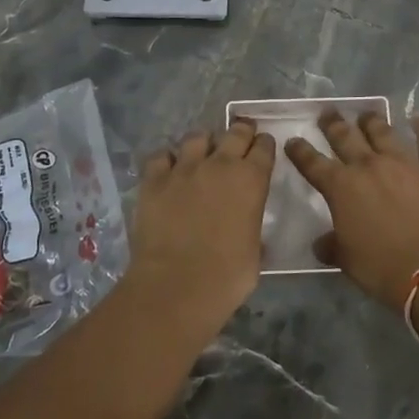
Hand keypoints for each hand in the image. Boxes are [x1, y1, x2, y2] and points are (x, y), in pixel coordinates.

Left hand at [125, 120, 275, 329]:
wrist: (176, 287)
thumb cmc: (226, 277)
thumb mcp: (255, 252)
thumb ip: (251, 226)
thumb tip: (246, 225)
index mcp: (251, 180)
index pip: (264, 148)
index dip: (265, 145)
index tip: (264, 147)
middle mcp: (220, 164)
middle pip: (235, 132)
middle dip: (241, 132)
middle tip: (241, 137)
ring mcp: (184, 168)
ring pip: (196, 137)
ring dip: (203, 143)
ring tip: (201, 153)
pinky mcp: (154, 179)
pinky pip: (161, 156)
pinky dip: (167, 160)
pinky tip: (168, 170)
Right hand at [285, 110, 418, 309]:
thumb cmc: (383, 268)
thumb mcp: (347, 261)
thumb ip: (332, 245)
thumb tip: (322, 243)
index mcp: (341, 188)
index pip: (312, 164)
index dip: (300, 151)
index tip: (292, 141)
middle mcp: (369, 166)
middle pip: (345, 137)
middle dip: (333, 124)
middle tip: (328, 113)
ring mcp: (403, 163)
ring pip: (383, 132)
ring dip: (371, 121)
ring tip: (366, 114)